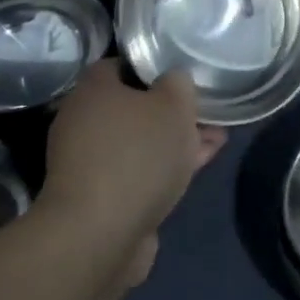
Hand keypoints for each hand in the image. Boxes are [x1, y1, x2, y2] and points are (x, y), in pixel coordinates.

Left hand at [44, 60, 226, 281]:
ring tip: (216, 141)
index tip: (185, 76)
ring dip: (175, 141)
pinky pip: (139, 170)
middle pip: (134, 106)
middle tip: (208, 113)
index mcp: (93, 89)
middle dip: (172, 110)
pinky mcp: (100, 196)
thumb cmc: (137, 155)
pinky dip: (165, 167)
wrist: (100, 235)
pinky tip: (198, 166)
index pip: (123, 65)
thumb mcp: (173, 105)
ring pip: (140, 141)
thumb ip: (179, 83)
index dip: (157, 68)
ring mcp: (89, 162)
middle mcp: (83, 121)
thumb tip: (174, 80)